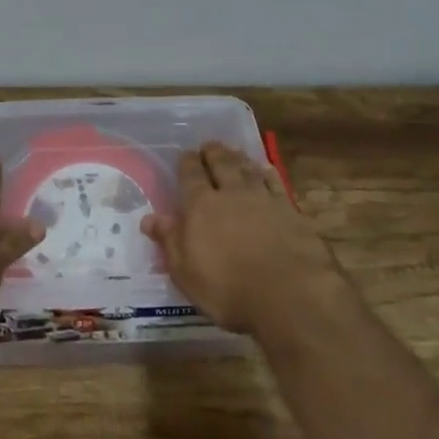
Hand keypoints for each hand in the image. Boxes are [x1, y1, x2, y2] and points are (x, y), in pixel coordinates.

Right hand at [142, 142, 339, 337]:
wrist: (290, 294)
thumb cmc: (228, 288)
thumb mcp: (186, 272)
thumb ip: (169, 240)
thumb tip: (149, 218)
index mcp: (201, 206)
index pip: (191, 175)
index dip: (187, 163)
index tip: (186, 154)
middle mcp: (231, 194)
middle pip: (221, 164)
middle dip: (213, 153)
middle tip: (209, 145)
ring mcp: (263, 199)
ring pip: (248, 169)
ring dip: (239, 158)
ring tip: (234, 151)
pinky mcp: (290, 211)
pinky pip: (275, 183)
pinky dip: (268, 173)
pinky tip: (266, 169)